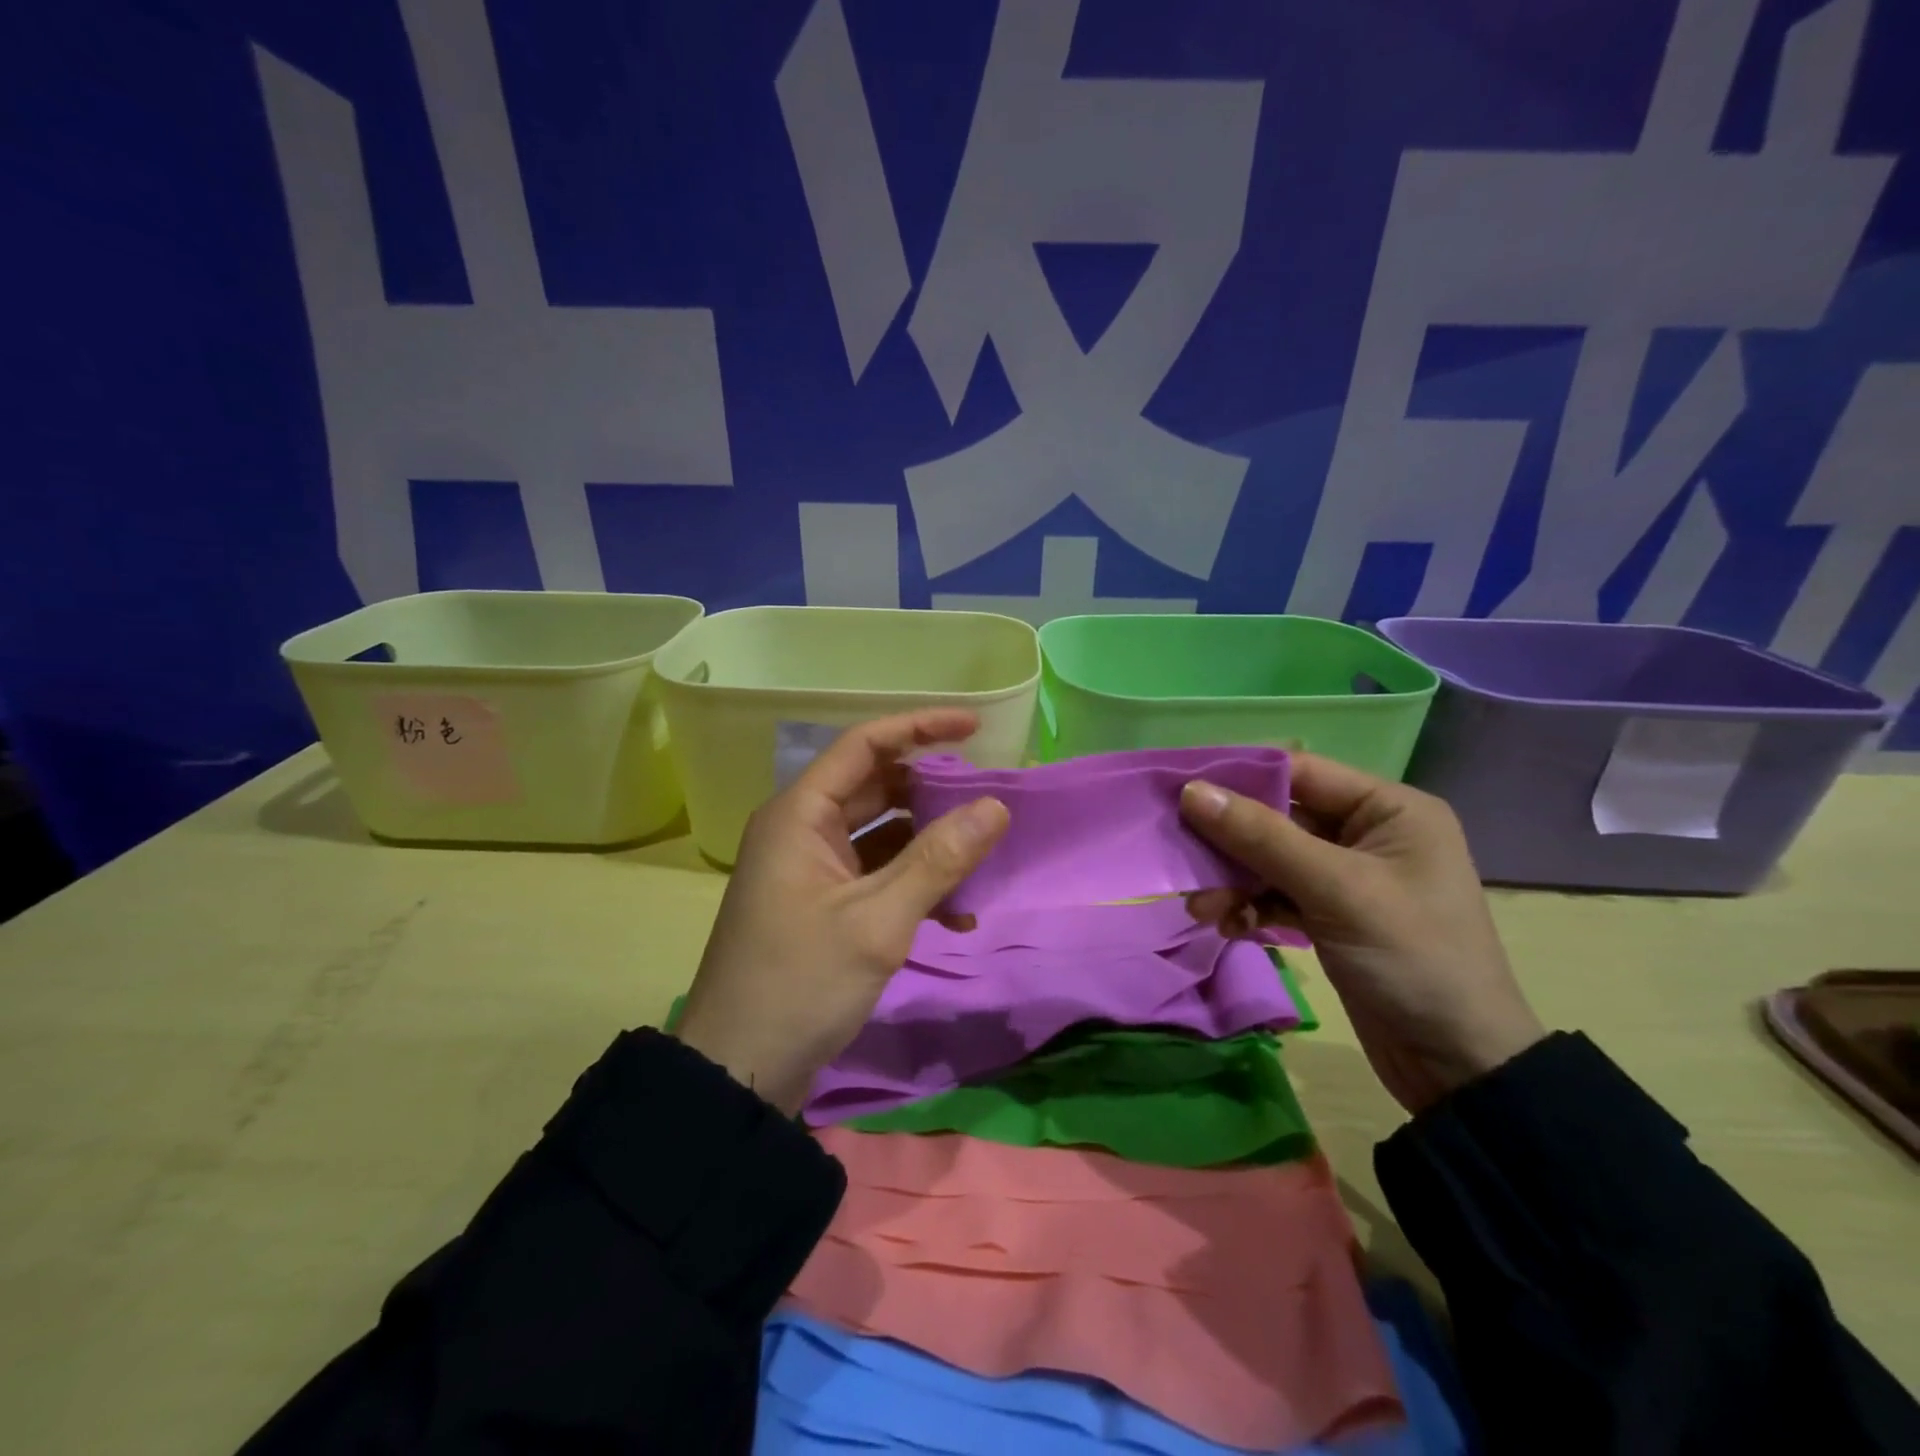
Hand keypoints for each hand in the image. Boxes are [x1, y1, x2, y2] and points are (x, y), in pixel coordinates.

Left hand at [675, 710, 1009, 1114]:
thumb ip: (938, 860)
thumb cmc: (801, 984)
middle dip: (934, 792)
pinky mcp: (824, 905)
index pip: (864, 745)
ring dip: (931, 845)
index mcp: (799, 815)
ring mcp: (812, 870)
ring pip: (882, 834)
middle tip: (989, 799)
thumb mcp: (877, 921)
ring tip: (983, 861)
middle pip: (877, 787)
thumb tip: (996, 806)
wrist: (739, 1072)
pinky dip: (915, 884)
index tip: (976, 727)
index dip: (920, 728)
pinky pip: (877, 874)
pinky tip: (957, 915)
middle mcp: (802, 830)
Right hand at [1181, 753, 1543, 1114]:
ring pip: (1271, 859)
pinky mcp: (1332, 914)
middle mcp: (1368, 833)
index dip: (1239, 778)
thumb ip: (1260, 837)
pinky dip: (1251, 906)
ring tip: (1202, 908)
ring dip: (1234, 880)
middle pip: (1278, 817)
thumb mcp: (1334, 890)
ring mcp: (1348, 876)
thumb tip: (1192, 792)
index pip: (1299, 772)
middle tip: (1182, 857)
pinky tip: (1229, 926)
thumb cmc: (1411, 957)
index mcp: (1389, 809)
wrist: (1459, 1065)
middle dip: (1229, 841)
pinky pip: (1278, 894)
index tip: (1181, 790)